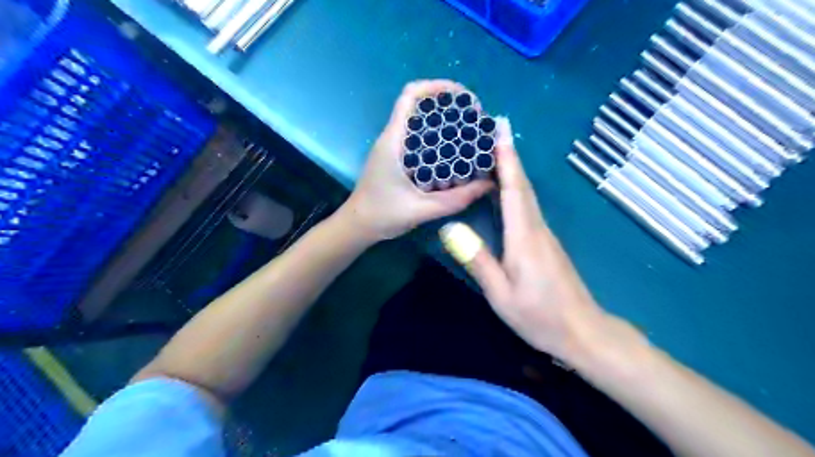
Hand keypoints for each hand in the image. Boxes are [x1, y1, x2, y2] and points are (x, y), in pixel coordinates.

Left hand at [337, 79, 489, 242]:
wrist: (358, 227)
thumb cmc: (382, 215)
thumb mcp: (421, 210)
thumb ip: (455, 200)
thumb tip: (488, 184)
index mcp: (393, 141)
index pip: (410, 96)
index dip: (437, 87)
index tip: (463, 97)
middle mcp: (393, 138)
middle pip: (420, 106)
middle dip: (449, 106)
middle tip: (475, 119)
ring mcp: (394, 148)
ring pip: (420, 123)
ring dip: (445, 122)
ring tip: (470, 132)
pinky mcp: (397, 159)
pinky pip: (420, 140)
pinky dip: (439, 139)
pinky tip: (455, 152)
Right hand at [443, 118, 620, 363]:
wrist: (582, 332)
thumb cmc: (539, 316)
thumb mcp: (501, 294)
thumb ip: (478, 261)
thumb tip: (450, 229)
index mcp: (525, 237)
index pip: (514, 190)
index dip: (507, 159)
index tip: (500, 130)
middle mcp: (537, 228)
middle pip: (522, 186)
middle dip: (510, 156)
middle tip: (495, 130)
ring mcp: (544, 235)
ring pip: (526, 195)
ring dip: (513, 170)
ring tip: (494, 152)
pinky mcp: (545, 243)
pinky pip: (527, 208)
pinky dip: (516, 190)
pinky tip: (504, 190)